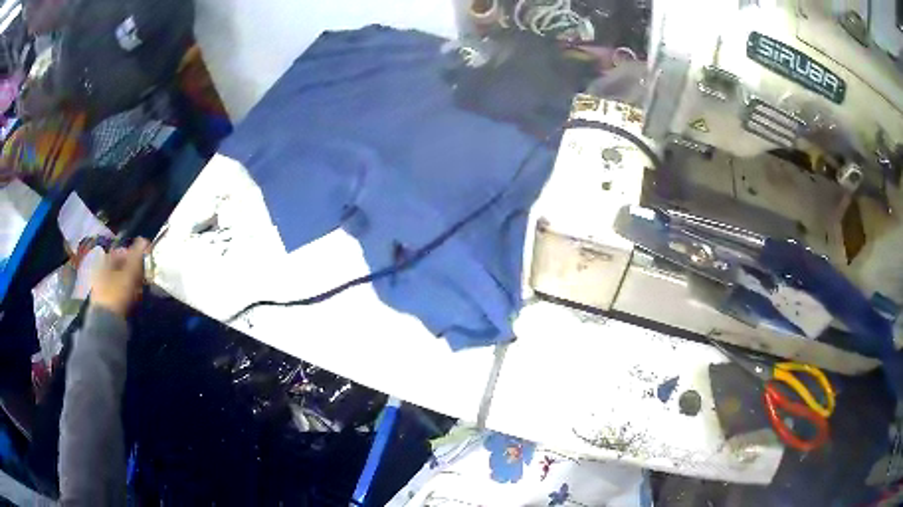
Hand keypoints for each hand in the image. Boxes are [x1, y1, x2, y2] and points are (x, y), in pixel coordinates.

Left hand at [90, 238, 148, 317]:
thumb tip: (144, 239)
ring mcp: (101, 288)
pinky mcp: (104, 303)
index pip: (121, 251)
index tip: (144, 262)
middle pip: (120, 267)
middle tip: (143, 278)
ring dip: (131, 284)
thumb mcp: (129, 273)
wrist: (106, 323)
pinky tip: (133, 301)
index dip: (134, 254)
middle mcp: (101, 271)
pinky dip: (126, 295)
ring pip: (120, 280)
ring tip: (140, 292)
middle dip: (133, 271)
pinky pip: (118, 293)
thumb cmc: (117, 293)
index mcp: (105, 260)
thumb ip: (137, 256)